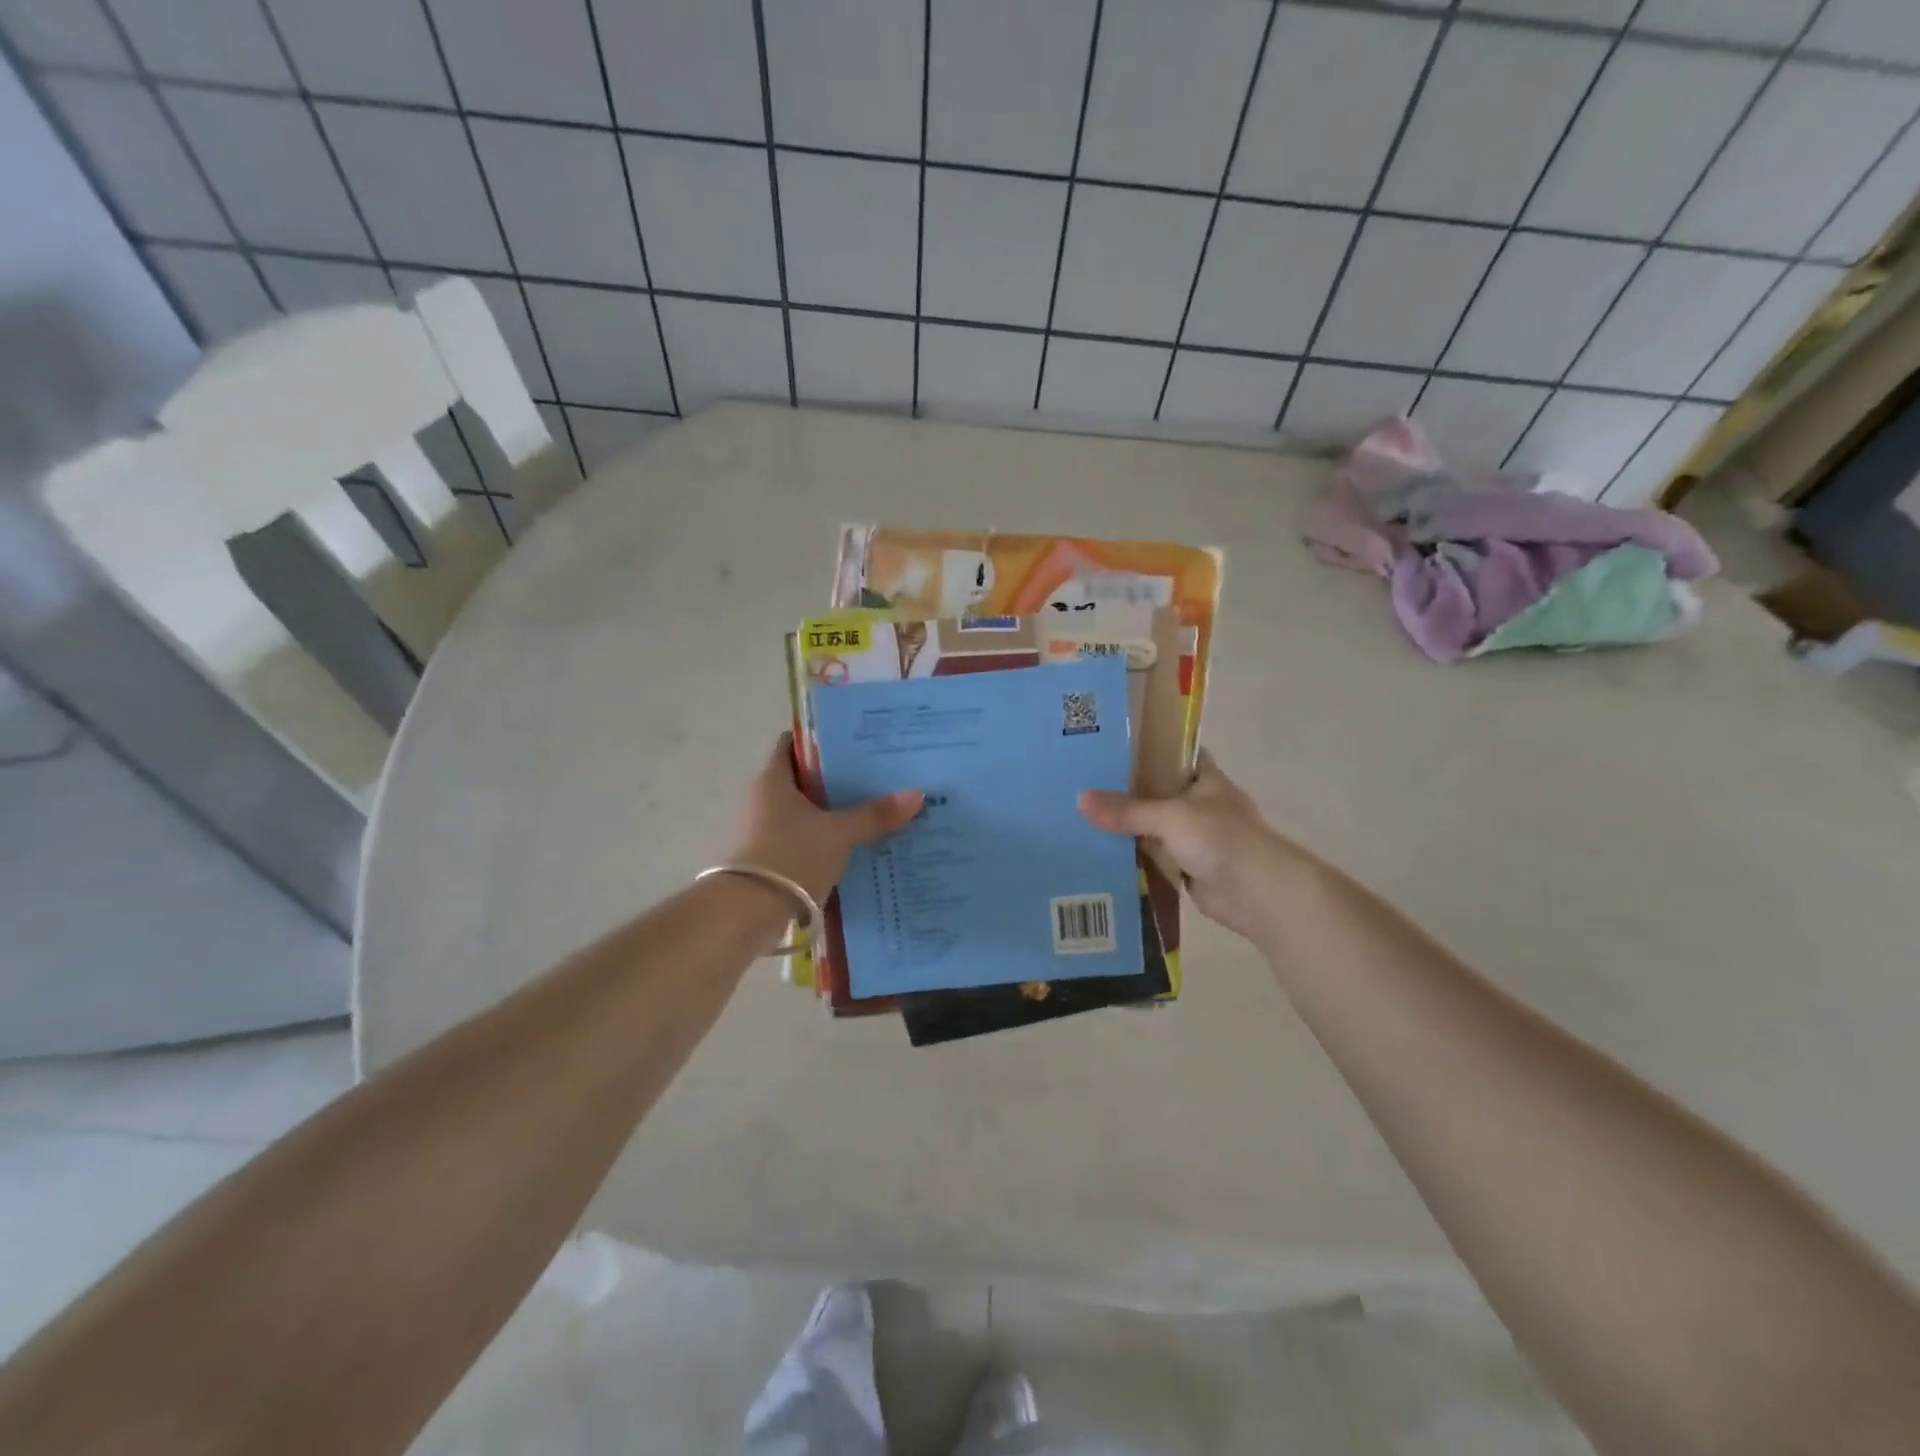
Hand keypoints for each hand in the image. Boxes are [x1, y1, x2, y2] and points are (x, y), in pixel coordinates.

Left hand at [727, 734, 923, 902]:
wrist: (746, 913)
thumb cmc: (790, 857)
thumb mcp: (839, 834)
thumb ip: (874, 815)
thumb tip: (917, 794)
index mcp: (772, 779)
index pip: (793, 744)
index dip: (822, 740)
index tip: (855, 743)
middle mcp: (760, 799)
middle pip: (802, 779)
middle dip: (835, 780)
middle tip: (874, 779)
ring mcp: (758, 830)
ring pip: (801, 812)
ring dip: (829, 813)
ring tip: (869, 813)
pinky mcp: (763, 859)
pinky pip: (798, 839)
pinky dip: (821, 840)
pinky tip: (850, 848)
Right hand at [1079, 751, 1316, 943]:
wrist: (1259, 894)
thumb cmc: (1222, 839)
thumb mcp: (1171, 816)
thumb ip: (1127, 810)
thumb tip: (1080, 800)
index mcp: (1203, 778)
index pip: (1171, 752)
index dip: (1143, 746)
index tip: (1106, 744)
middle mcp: (1197, 803)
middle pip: (1154, 789)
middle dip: (1122, 788)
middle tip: (1078, 781)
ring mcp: (1192, 836)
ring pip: (1150, 825)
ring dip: (1124, 825)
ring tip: (1077, 814)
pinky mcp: (1185, 866)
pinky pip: (1151, 855)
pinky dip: (1130, 855)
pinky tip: (1097, 850)